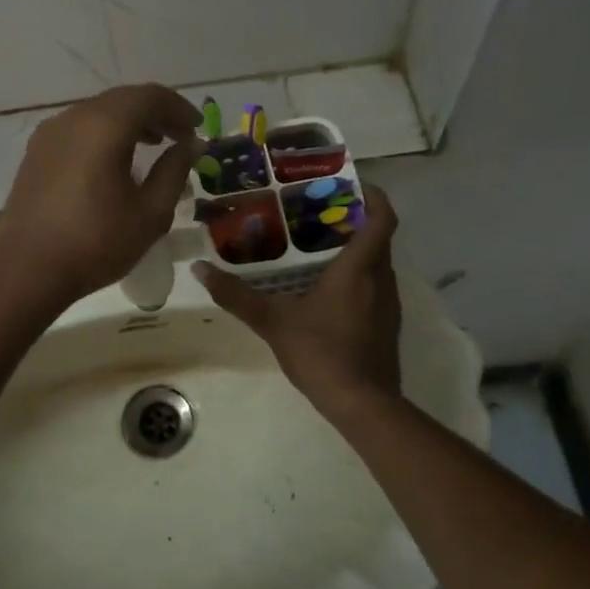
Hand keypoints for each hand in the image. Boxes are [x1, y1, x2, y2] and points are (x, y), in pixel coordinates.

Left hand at [0, 85, 202, 307]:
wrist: (26, 271)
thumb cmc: (95, 243)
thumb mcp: (150, 213)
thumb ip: (174, 172)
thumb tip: (188, 145)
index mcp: (104, 126)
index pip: (149, 97)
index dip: (178, 107)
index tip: (198, 127)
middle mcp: (73, 118)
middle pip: (122, 99)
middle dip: (156, 112)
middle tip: (180, 136)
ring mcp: (49, 133)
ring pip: (98, 112)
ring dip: (130, 121)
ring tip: (154, 145)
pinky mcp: (36, 152)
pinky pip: (79, 128)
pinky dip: (105, 133)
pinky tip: (115, 160)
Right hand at [194, 185, 402, 420]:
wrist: (363, 405)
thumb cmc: (322, 353)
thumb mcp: (273, 322)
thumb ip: (237, 295)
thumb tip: (200, 269)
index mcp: (359, 268)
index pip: (382, 217)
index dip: (374, 195)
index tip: (350, 183)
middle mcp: (381, 278)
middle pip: (377, 236)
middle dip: (353, 219)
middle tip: (316, 211)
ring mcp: (388, 304)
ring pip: (377, 262)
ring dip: (355, 248)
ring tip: (316, 244)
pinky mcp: (386, 324)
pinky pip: (375, 285)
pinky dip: (357, 275)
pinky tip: (326, 287)